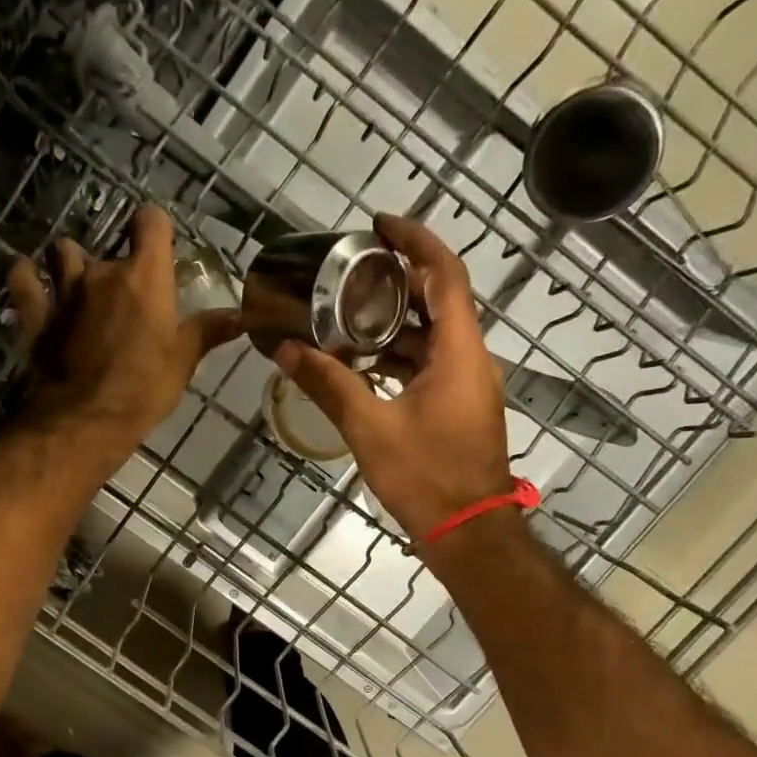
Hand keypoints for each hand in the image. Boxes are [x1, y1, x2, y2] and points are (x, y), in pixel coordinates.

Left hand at [9, 205, 241, 462]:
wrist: (86, 419)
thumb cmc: (143, 389)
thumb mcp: (183, 361)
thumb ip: (208, 331)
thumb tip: (242, 316)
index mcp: (145, 276)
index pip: (150, 221)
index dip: (153, 228)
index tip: (158, 247)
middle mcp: (103, 272)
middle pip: (108, 245)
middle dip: (115, 264)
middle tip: (123, 295)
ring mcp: (65, 290)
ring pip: (63, 252)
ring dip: (70, 262)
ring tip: (77, 283)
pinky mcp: (36, 314)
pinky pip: (24, 279)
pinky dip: (26, 277)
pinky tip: (30, 281)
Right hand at [274, 213, 512, 542]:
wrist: (468, 531)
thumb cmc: (425, 476)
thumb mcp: (370, 429)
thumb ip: (329, 385)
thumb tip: (286, 351)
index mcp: (459, 351)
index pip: (445, 274)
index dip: (415, 241)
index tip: (378, 225)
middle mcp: (471, 358)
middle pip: (439, 300)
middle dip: (397, 280)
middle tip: (350, 272)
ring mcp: (468, 384)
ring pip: (434, 335)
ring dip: (395, 322)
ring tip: (346, 313)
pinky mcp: (460, 407)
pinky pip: (431, 364)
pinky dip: (400, 355)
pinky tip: (363, 363)